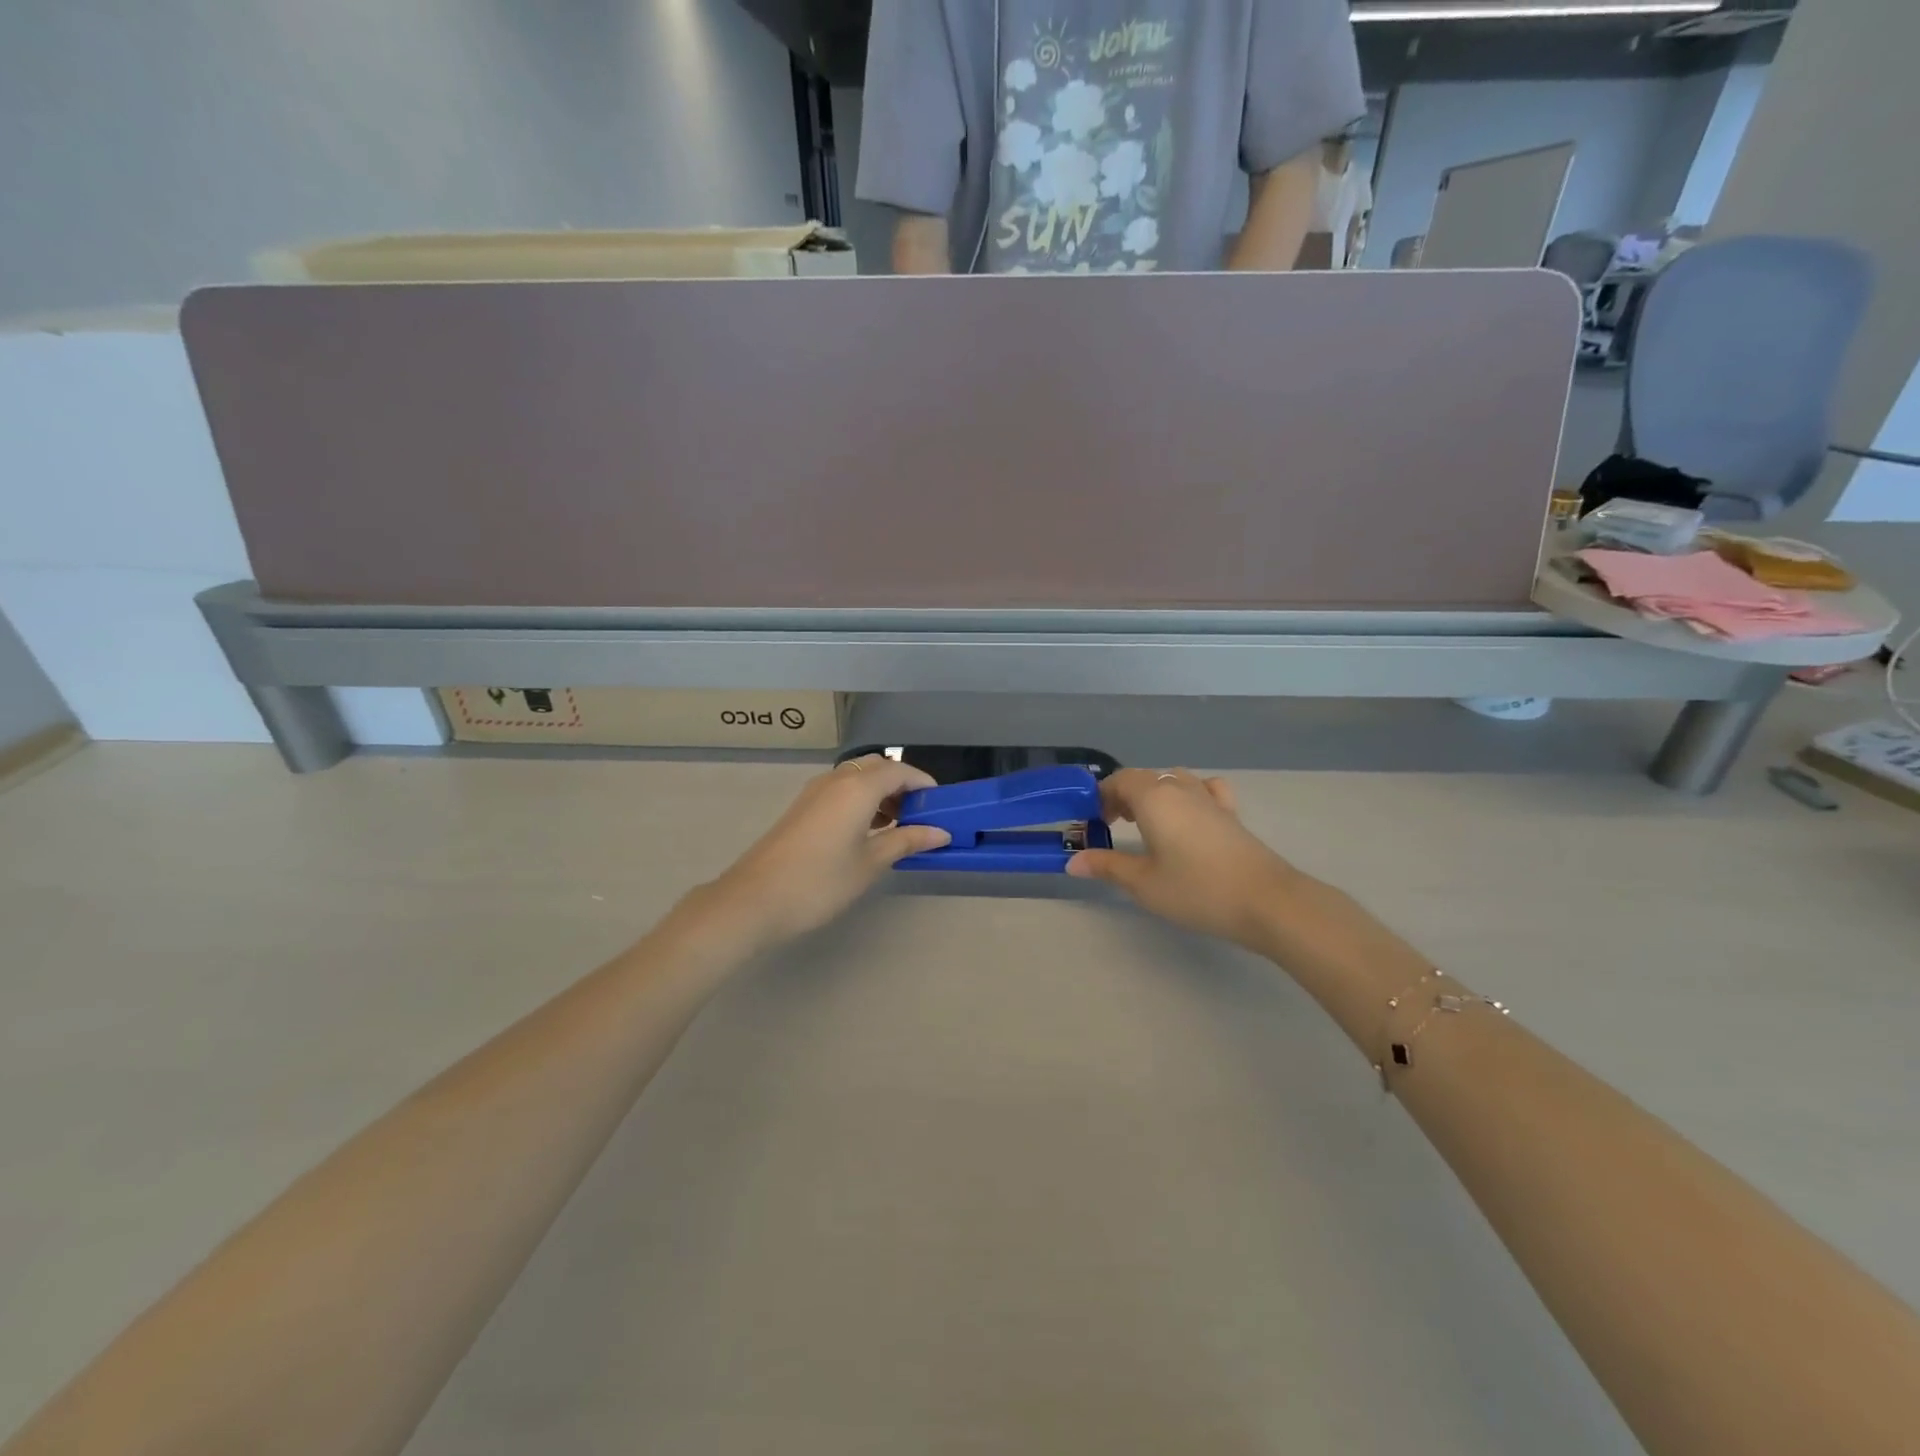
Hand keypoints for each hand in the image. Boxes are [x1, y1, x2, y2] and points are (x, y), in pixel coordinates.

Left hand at [692, 755, 951, 954]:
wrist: (754, 900)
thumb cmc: (820, 881)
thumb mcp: (870, 863)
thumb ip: (906, 841)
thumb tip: (940, 832)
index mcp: (857, 787)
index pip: (900, 771)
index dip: (924, 784)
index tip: (941, 807)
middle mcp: (836, 780)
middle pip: (877, 767)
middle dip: (902, 785)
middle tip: (919, 816)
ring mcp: (815, 792)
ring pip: (857, 778)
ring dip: (881, 793)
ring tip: (897, 827)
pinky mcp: (802, 808)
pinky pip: (841, 791)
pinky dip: (861, 801)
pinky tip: (868, 833)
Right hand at [1067, 769, 1296, 950]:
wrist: (1266, 901)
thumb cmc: (1196, 889)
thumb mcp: (1143, 883)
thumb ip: (1107, 866)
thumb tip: (1073, 861)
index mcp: (1154, 798)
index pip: (1120, 780)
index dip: (1101, 795)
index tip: (1092, 821)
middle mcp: (1180, 788)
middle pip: (1145, 778)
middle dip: (1123, 796)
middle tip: (1112, 826)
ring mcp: (1210, 798)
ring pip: (1174, 780)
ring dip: (1154, 793)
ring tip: (1146, 821)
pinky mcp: (1231, 814)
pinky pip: (1204, 789)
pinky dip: (1189, 794)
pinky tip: (1189, 814)